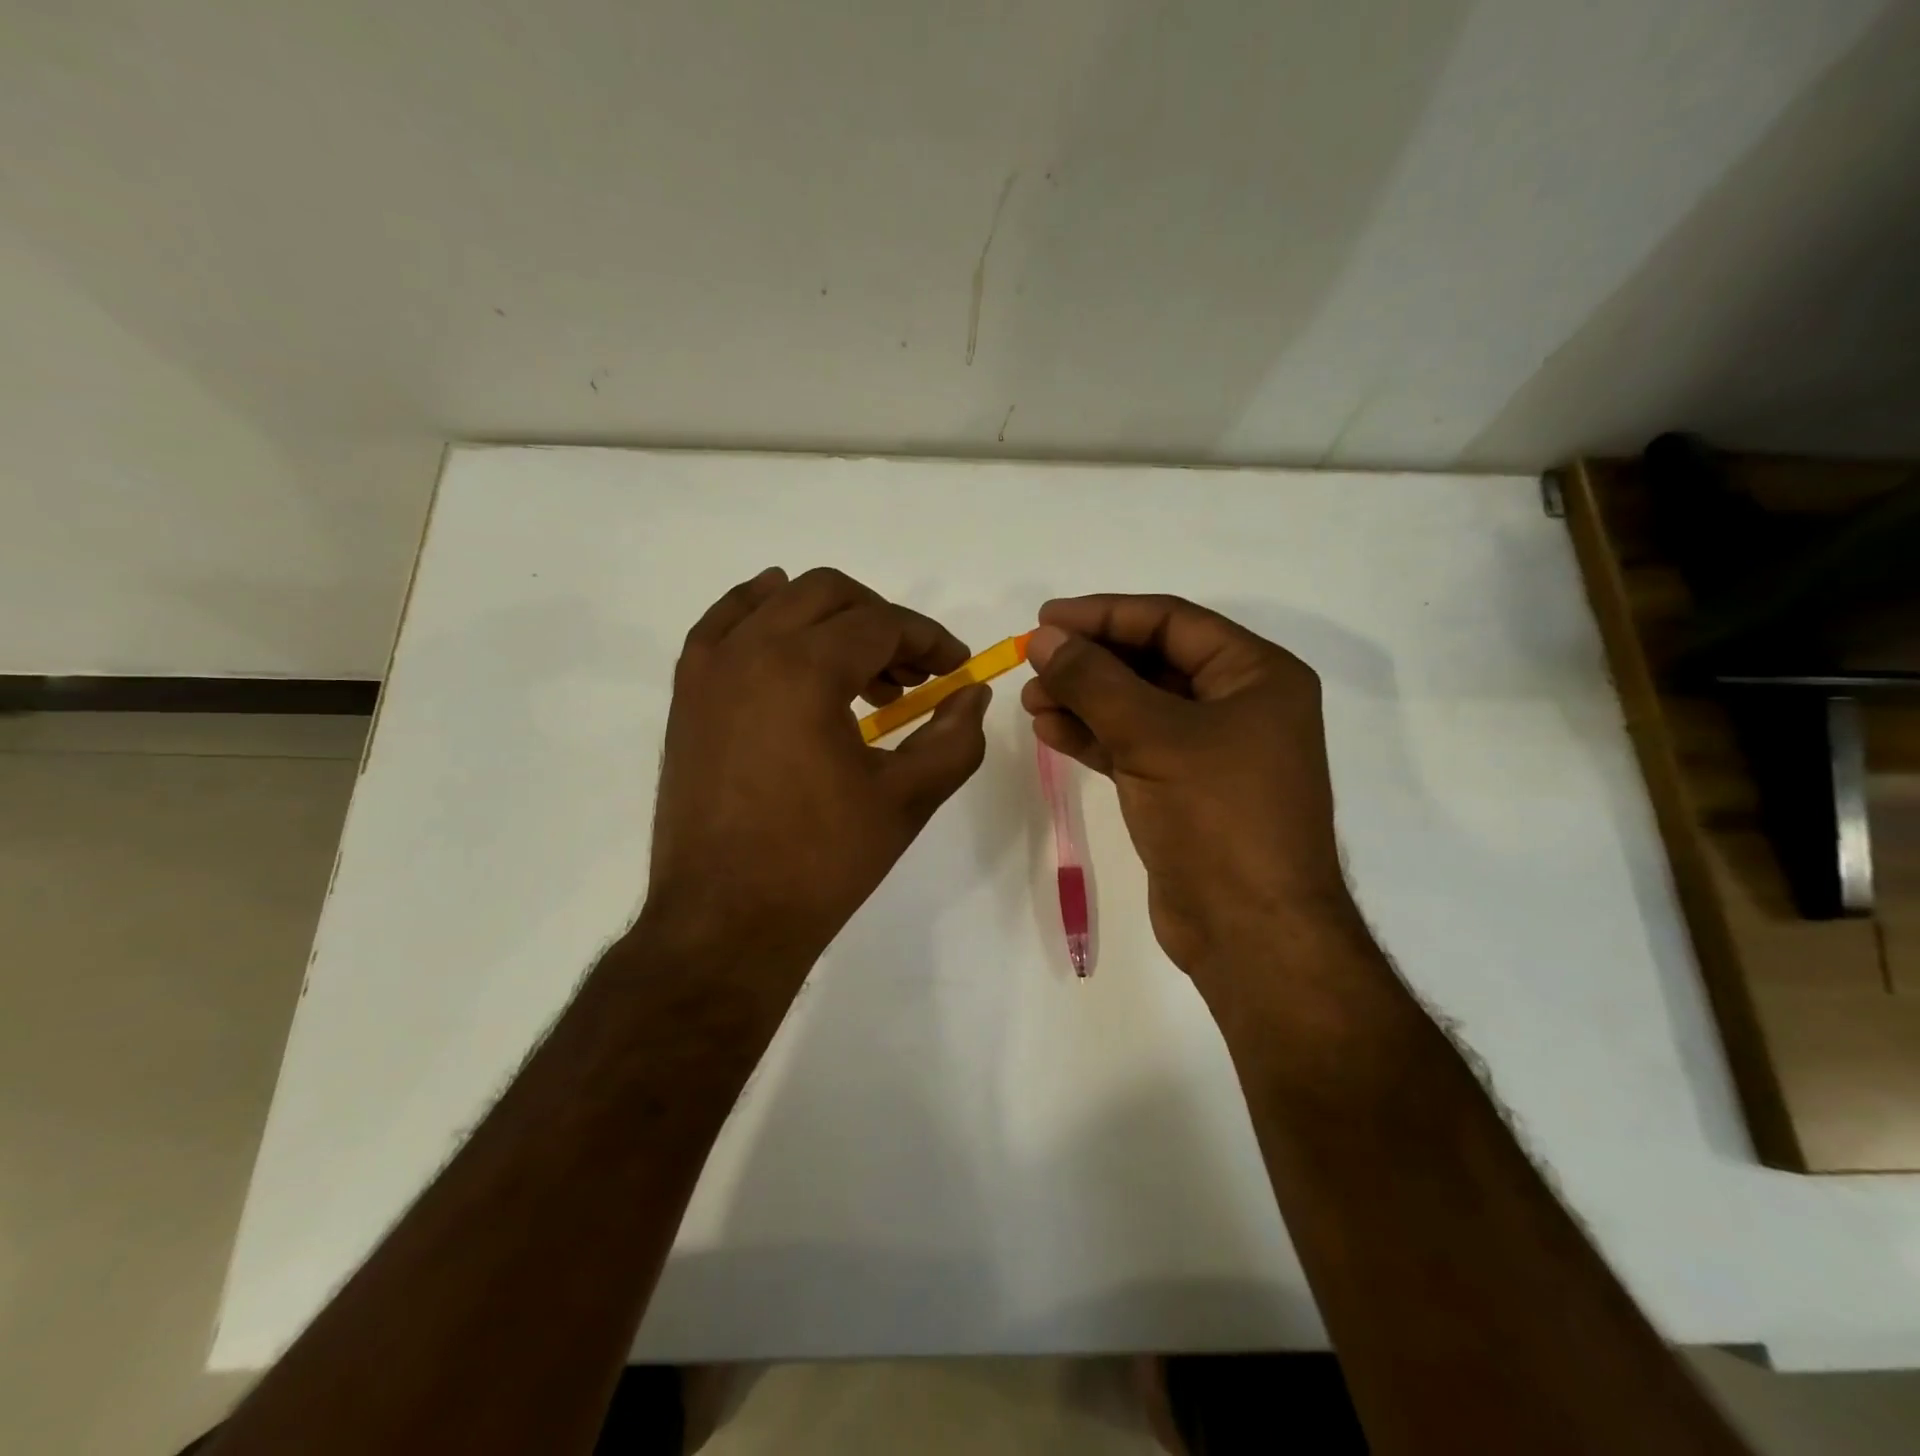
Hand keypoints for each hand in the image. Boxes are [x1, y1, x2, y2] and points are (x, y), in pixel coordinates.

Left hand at [644, 567, 989, 980]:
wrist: (726, 920)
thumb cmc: (822, 862)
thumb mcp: (907, 799)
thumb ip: (955, 738)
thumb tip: (973, 694)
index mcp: (805, 669)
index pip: (882, 623)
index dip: (930, 640)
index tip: (957, 669)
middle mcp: (751, 650)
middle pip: (829, 595)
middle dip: (883, 621)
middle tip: (913, 674)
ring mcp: (709, 669)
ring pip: (777, 601)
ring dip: (830, 619)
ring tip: (862, 674)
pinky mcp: (687, 695)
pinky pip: (724, 625)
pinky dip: (760, 613)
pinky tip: (781, 629)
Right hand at [1021, 594, 1359, 995]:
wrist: (1250, 931)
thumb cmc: (1217, 817)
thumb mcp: (1154, 736)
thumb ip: (1095, 681)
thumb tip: (1044, 637)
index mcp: (1256, 675)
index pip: (1171, 622)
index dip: (1104, 615)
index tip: (1045, 619)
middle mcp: (1239, 704)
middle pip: (1152, 662)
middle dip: (1090, 662)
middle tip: (1033, 663)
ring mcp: (1211, 750)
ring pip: (1137, 706)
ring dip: (1084, 699)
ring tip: (1031, 700)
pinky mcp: (1183, 789)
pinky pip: (1133, 745)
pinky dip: (1093, 736)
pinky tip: (1051, 730)